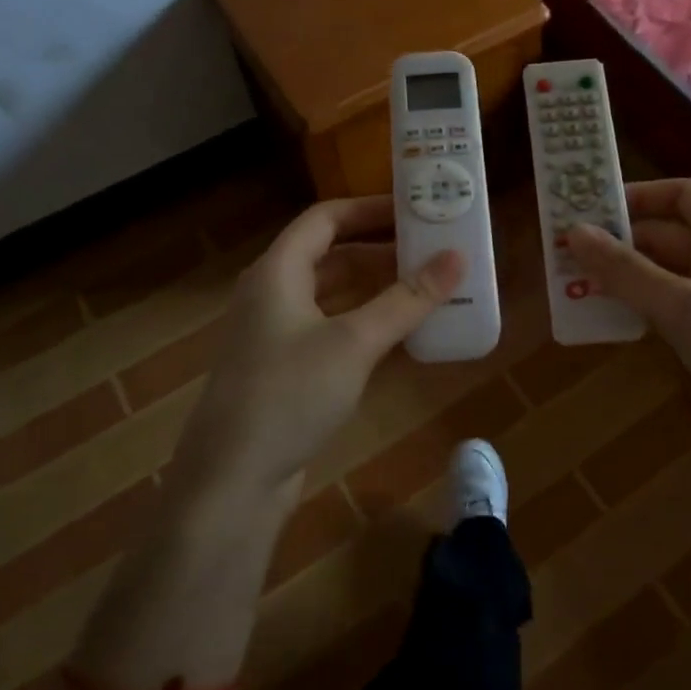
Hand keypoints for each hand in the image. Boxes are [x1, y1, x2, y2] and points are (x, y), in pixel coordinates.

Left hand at [170, 196, 462, 503]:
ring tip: (426, 284)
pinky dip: (364, 321)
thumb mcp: (354, 342)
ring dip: (375, 287)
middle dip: (380, 249)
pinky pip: (331, 328)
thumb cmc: (289, 394)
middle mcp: (272, 294)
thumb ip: (407, 299)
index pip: (325, 219)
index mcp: (277, 271)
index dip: (369, 209)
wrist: (233, 481)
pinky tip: (400, 332)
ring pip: (333, 294)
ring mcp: (277, 334)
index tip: (415, 208)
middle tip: (431, 248)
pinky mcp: (286, 369)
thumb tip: (457, 256)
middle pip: (331, 255)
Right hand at [564, 179, 690, 423]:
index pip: (683, 193)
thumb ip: (625, 270)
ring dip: (627, 277)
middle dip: (621, 242)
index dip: (639, 195)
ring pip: (669, 272)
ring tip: (578, 286)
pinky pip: (676, 305)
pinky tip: (614, 320)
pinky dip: (645, 305)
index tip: (592, 210)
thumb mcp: (680, 304)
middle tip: (569, 255)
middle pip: (670, 234)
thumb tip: (573, 232)